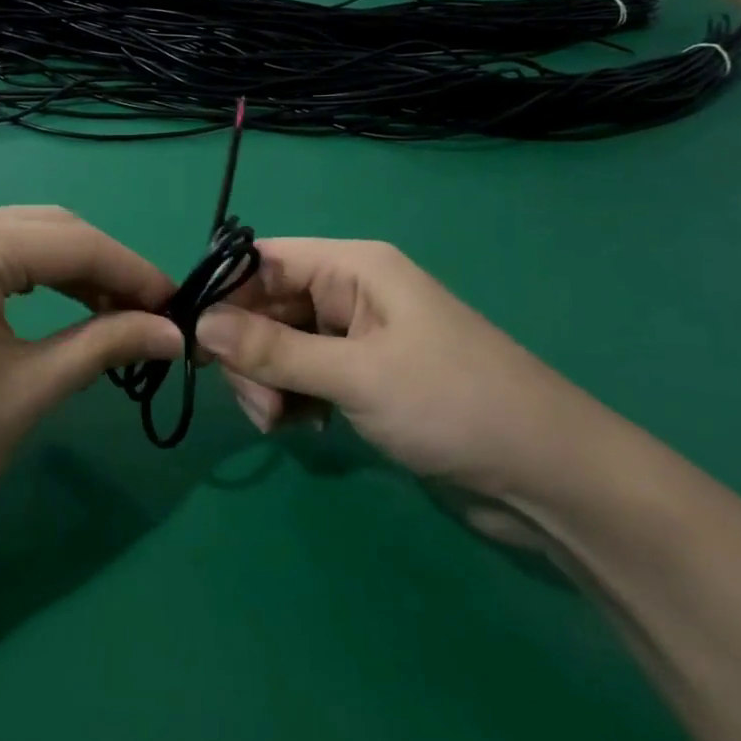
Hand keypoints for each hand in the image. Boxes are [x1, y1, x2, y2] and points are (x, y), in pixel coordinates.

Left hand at [0, 207, 182, 531]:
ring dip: (68, 270)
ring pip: (15, 238)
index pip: (74, 242)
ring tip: (113, 315)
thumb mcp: (30, 389)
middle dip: (103, 267)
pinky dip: (27, 278)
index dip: (134, 272)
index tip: (178, 307)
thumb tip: (175, 333)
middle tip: (148, 315)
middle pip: (45, 229)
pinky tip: (57, 308)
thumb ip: (105, 344)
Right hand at [195, 239, 614, 498]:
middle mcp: (350, 294)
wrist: (549, 480)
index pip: (263, 261)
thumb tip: (200, 324)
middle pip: (266, 306)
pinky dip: (290, 399)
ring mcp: (356, 339)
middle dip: (248, 353)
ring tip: (282, 422)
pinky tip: (303, 428)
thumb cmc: (455, 405)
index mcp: (354, 268)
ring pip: (278, 346)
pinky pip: (302, 376)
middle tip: (260, 405)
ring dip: (266, 382)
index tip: (192, 341)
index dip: (224, 293)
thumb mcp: (357, 375)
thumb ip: (274, 350)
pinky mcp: (362, 379)